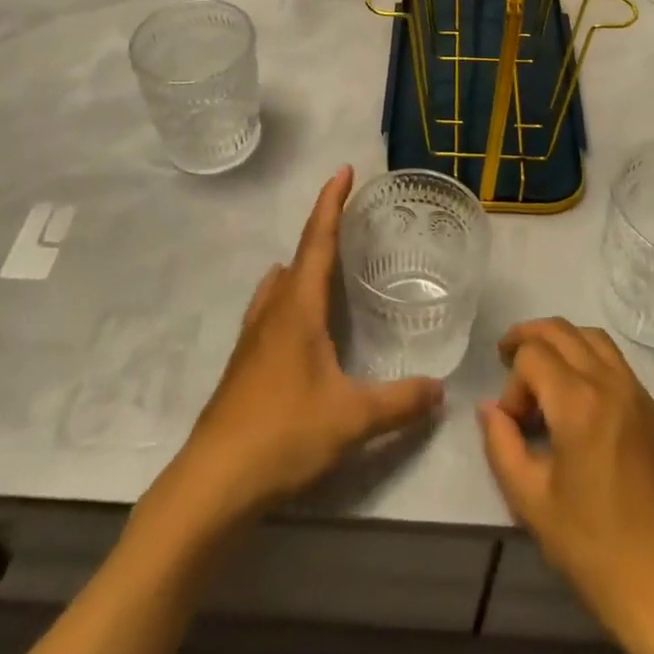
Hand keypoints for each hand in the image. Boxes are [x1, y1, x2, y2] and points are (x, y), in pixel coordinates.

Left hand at [169, 166, 443, 528]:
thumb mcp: (351, 419)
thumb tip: (441, 390)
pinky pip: (270, 312)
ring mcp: (252, 338)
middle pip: (297, 258)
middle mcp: (272, 311)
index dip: (331, 203)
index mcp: (297, 307)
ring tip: (326, 271)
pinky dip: (289, 300)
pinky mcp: (242, 366)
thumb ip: (400, 402)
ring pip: (278, 286)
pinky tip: (302, 328)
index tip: (343, 170)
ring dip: (300, 268)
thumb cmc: (283, 434)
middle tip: (349, 225)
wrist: (212, 483)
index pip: (318, 240)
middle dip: (322, 233)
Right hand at [478, 320, 653, 653]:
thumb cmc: (593, 548)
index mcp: (578, 403)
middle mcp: (611, 384)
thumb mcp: (530, 502)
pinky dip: (591, 361)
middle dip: (529, 338)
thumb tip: (489, 408)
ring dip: (562, 341)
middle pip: (562, 330)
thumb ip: (501, 445)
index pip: (532, 355)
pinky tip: (580, 396)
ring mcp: (640, 396)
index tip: (512, 423)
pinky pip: (619, 365)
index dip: (512, 382)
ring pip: (594, 338)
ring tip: (542, 367)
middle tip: (507, 357)